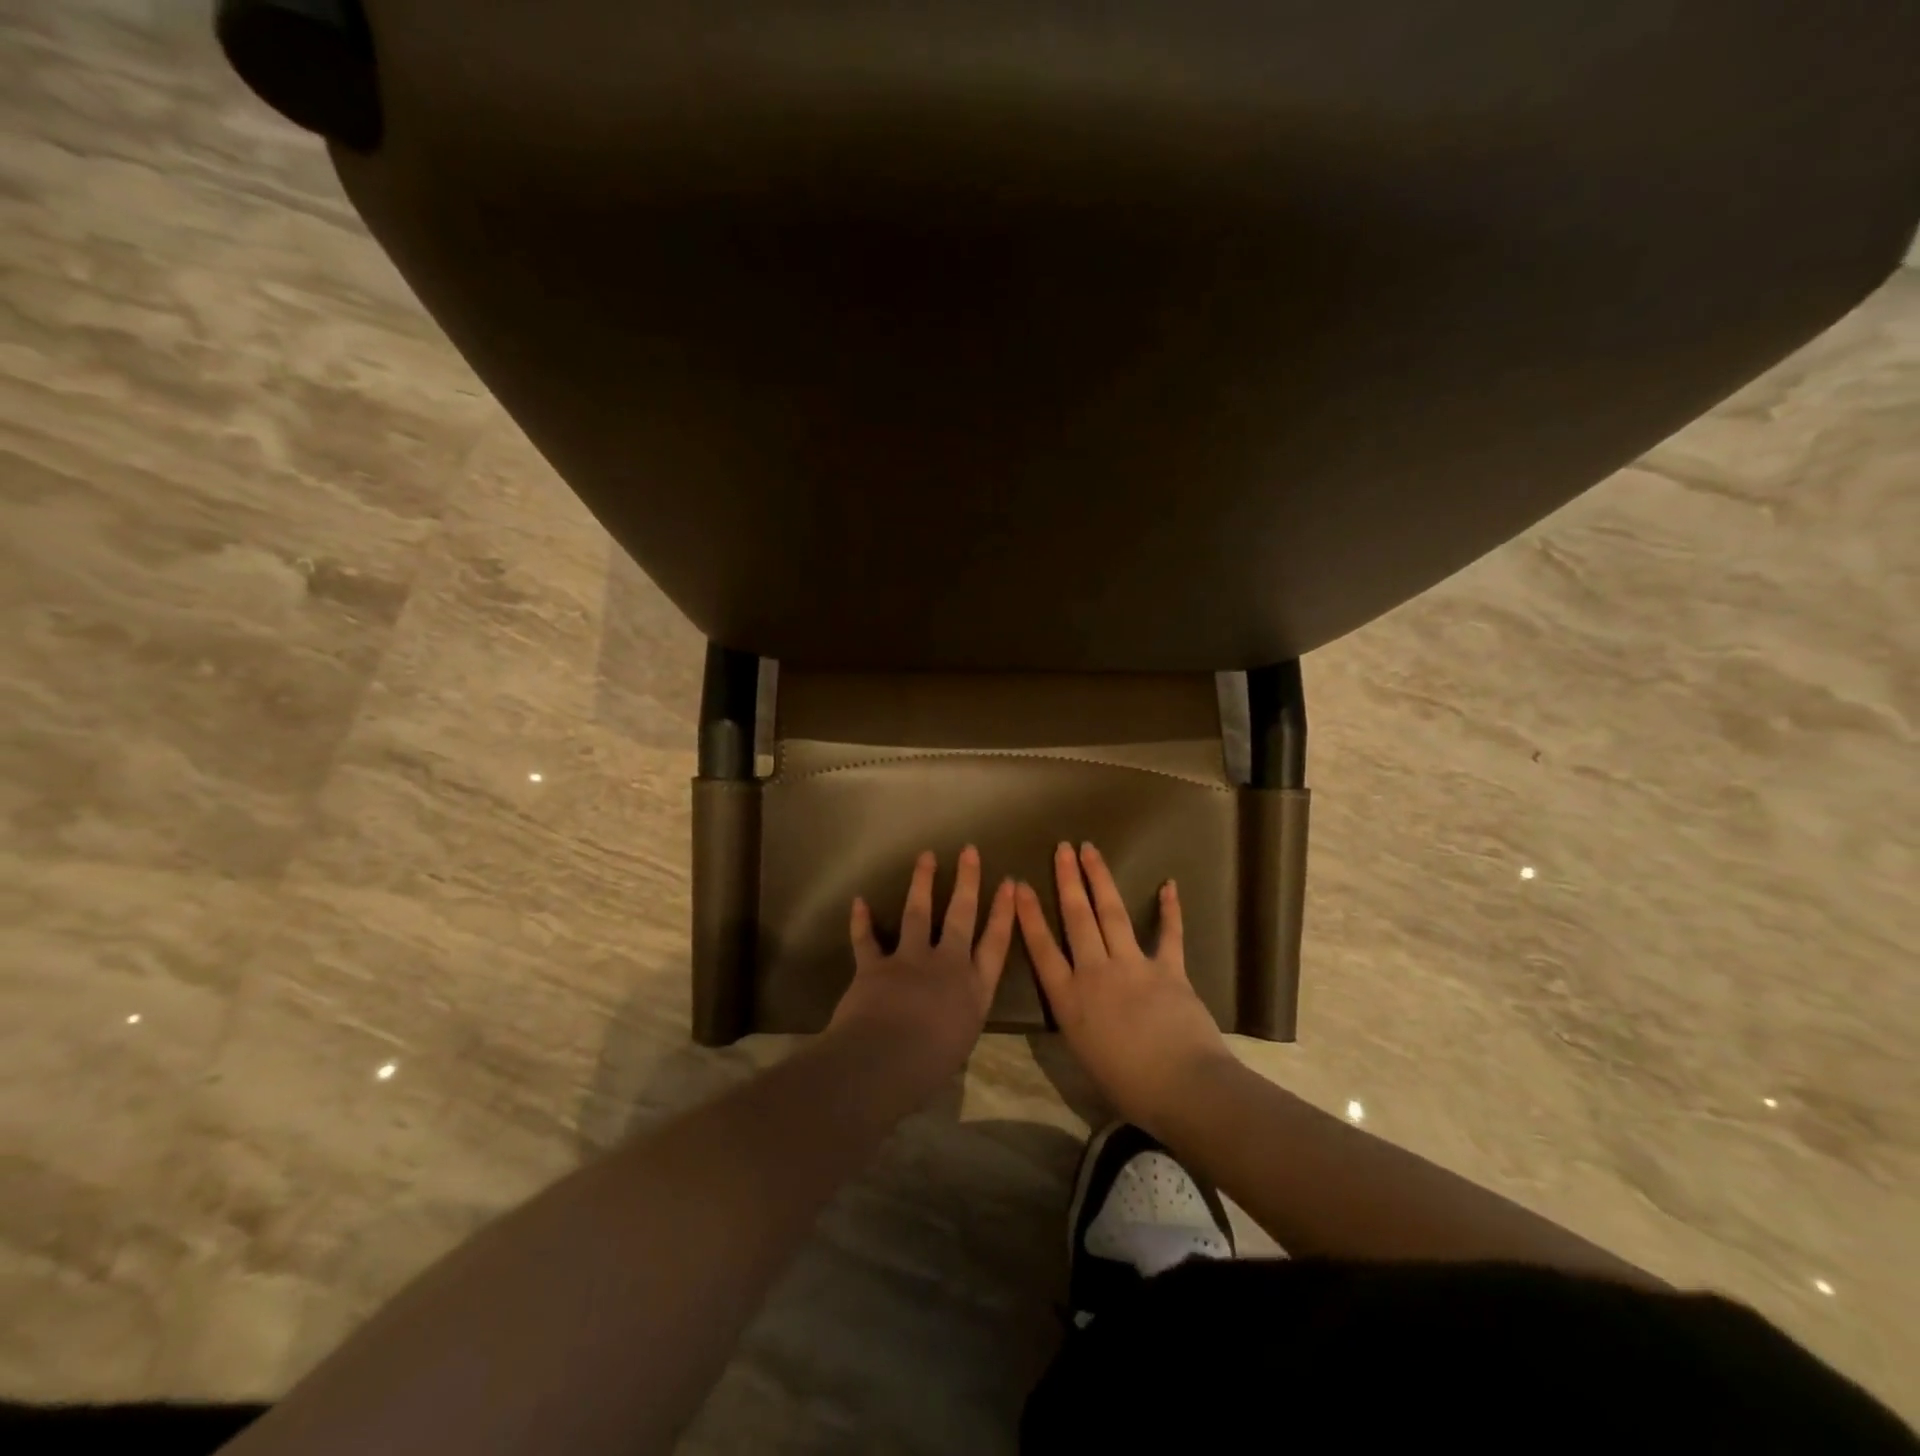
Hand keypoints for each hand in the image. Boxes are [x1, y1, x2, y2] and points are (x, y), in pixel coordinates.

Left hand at [828, 846, 1016, 1095]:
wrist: (884, 1062)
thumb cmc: (929, 1066)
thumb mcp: (959, 1042)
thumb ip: (957, 1018)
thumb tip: (948, 1014)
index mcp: (974, 989)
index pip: (996, 943)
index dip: (1004, 912)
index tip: (1010, 883)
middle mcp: (947, 966)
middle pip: (961, 915)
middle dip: (967, 881)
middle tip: (969, 851)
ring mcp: (910, 961)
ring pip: (918, 913)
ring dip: (921, 882)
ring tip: (926, 857)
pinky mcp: (876, 966)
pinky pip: (866, 939)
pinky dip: (861, 921)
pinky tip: (859, 901)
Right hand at [1016, 842, 1234, 1134]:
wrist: (1183, 1087)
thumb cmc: (1128, 1086)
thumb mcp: (1084, 1056)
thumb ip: (1078, 1021)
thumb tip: (1077, 1004)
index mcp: (1069, 1000)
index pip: (1041, 949)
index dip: (1029, 915)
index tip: (1020, 885)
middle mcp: (1095, 973)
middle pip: (1076, 918)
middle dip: (1067, 880)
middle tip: (1062, 848)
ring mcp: (1133, 966)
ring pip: (1111, 914)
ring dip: (1100, 879)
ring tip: (1090, 851)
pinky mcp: (1168, 969)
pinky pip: (1169, 934)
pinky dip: (1170, 910)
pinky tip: (1169, 885)